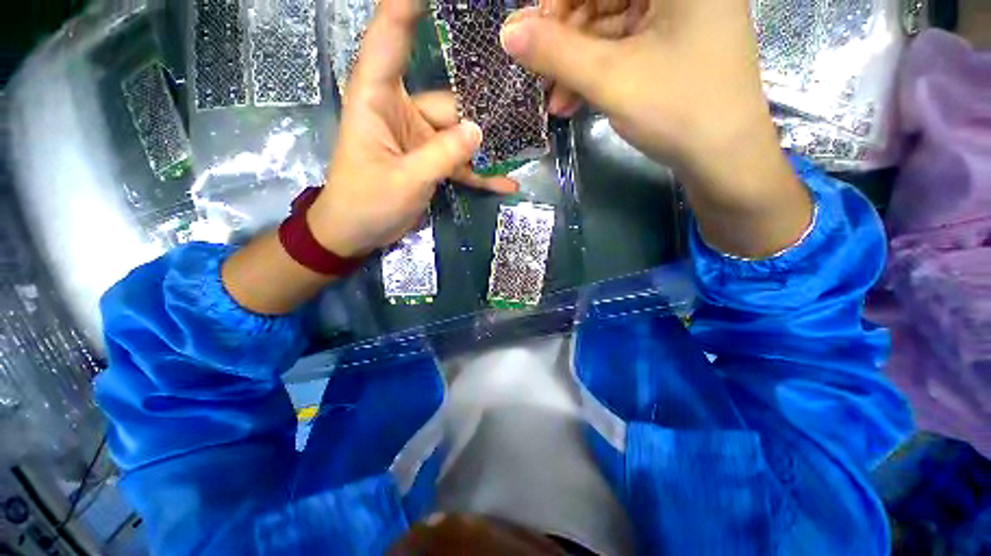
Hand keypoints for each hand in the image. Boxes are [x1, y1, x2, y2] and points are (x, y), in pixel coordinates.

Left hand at [309, 0, 517, 257]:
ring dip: (488, 147)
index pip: (391, 36)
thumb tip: (479, 131)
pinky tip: (506, 183)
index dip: (408, 5)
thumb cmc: (366, 203)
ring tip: (523, 149)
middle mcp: (400, 110)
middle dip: (482, 107)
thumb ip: (443, 155)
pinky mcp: (428, 162)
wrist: (355, 233)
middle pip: (449, 101)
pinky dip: (480, 174)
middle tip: (523, 102)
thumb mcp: (406, 180)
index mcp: (377, 98)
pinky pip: (459, 163)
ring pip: (459, 134)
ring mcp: (418, 138)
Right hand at [501, 0, 812, 256]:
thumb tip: (508, 33)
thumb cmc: (677, 111)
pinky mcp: (672, 43)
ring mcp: (679, 14)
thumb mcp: (611, 79)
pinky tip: (572, 100)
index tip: (529, 36)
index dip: (558, 3)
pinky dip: (596, 73)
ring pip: (610, 26)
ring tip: (554, 99)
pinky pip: (623, 47)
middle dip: (565, 38)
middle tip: (538, 73)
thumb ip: (557, 52)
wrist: (723, 159)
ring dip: (576, 63)